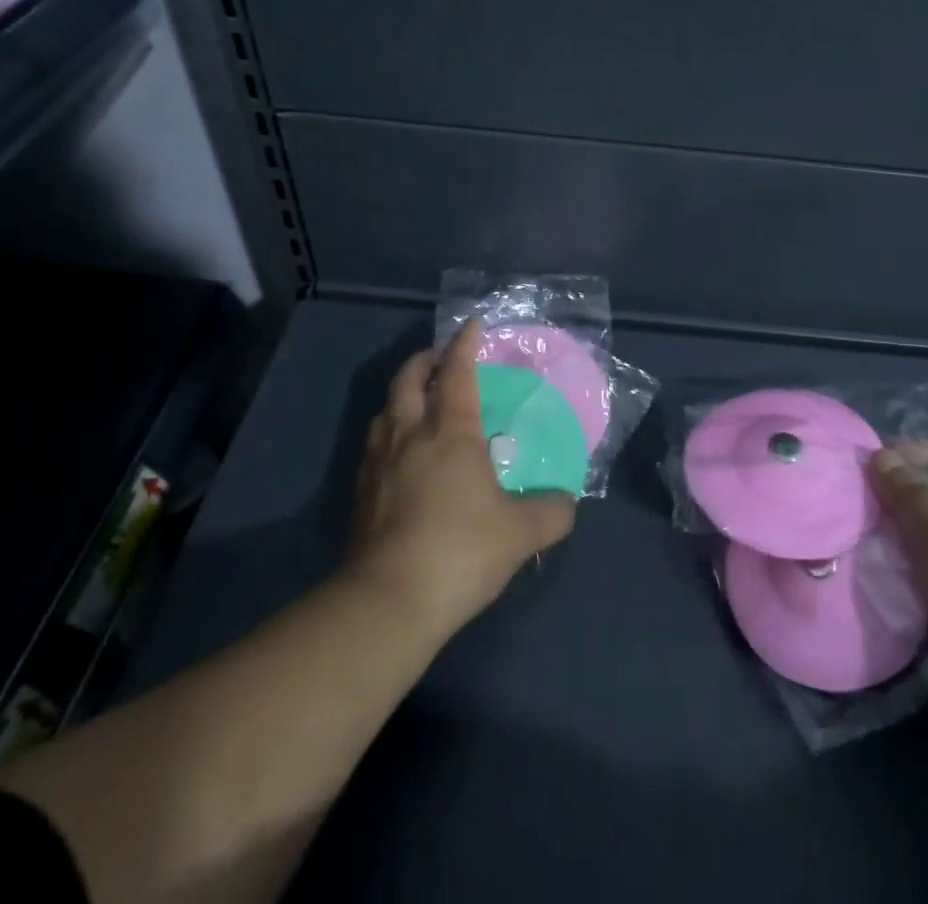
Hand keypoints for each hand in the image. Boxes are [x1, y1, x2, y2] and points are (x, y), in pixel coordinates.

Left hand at [345, 323, 575, 638]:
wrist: (387, 602)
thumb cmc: (460, 551)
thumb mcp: (521, 534)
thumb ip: (551, 512)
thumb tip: (567, 502)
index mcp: (449, 432)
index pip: (457, 373)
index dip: (465, 345)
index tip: (472, 326)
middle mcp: (409, 435)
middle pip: (408, 380)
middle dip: (425, 360)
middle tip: (440, 359)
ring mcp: (377, 463)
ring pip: (384, 411)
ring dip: (402, 396)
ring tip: (418, 403)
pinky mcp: (360, 494)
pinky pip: (373, 446)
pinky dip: (388, 433)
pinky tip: (399, 456)